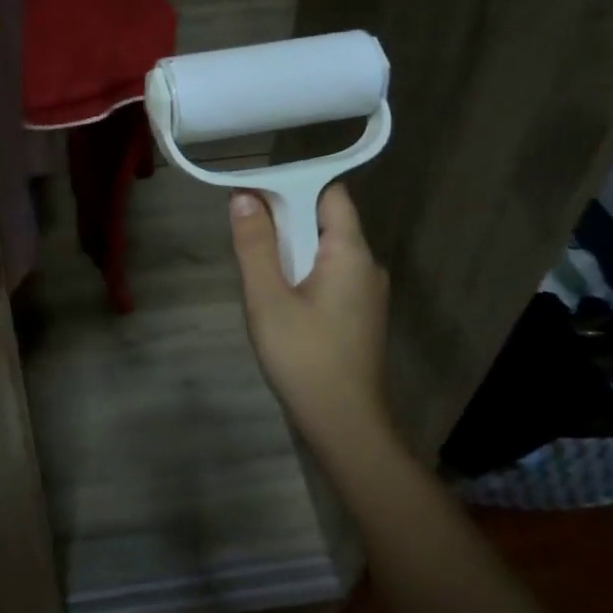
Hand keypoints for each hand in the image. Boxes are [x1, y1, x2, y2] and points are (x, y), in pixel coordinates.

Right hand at [230, 183, 390, 448]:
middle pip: (326, 222)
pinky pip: (330, 278)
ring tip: (257, 275)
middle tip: (246, 239)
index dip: (292, 187)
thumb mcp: (268, 299)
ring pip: (325, 253)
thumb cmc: (304, 358)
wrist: (344, 425)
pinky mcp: (360, 316)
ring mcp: (367, 293)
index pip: (330, 194)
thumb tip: (244, 197)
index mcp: (351, 253)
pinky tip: (279, 302)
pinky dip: (303, 276)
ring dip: (291, 252)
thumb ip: (255, 246)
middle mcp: (367, 266)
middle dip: (285, 222)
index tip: (254, 197)